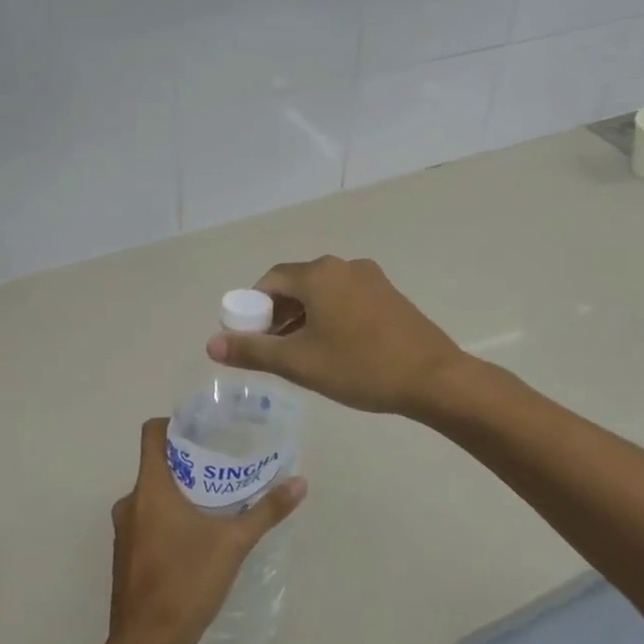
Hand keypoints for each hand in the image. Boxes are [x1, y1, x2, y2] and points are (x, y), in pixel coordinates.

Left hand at [106, 418, 305, 643]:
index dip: (175, 424)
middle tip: (224, 465)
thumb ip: (266, 510)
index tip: (205, 430)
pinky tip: (198, 534)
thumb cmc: (186, 582)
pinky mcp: (126, 555)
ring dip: (180, 492)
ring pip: (152, 495)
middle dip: (189, 462)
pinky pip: (147, 520)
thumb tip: (300, 482)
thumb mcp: (233, 543)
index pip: (152, 433)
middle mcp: (130, 502)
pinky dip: (169, 517)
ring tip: (216, 499)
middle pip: (157, 464)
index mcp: (150, 489)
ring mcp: (124, 531)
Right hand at [206, 255, 466, 417]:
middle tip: (271, 350)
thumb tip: (212, 344)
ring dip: (304, 317)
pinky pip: (347, 299)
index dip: (252, 307)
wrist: (432, 378)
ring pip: (323, 293)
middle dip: (278, 314)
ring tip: (300, 354)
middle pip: (297, 284)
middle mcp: (344, 266)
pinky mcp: (390, 295)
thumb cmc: (359, 367)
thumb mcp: (299, 363)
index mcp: (319, 274)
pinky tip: (335, 349)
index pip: (270, 280)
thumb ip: (253, 351)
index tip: (248, 338)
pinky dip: (330, 317)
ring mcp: (371, 278)